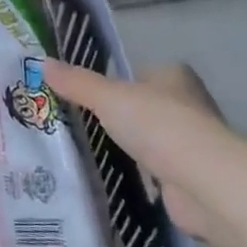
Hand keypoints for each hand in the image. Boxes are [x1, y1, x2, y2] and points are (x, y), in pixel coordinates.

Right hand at [46, 59, 235, 240]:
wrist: (205, 183)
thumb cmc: (159, 125)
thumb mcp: (108, 98)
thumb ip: (77, 84)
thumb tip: (42, 63)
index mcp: (174, 76)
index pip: (139, 73)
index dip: (115, 82)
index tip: (86, 96)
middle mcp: (188, 105)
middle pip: (145, 106)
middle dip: (121, 117)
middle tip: (80, 124)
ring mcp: (192, 144)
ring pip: (152, 140)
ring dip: (131, 147)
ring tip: (91, 151)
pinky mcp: (192, 178)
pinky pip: (158, 171)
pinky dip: (141, 175)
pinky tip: (116, 179)